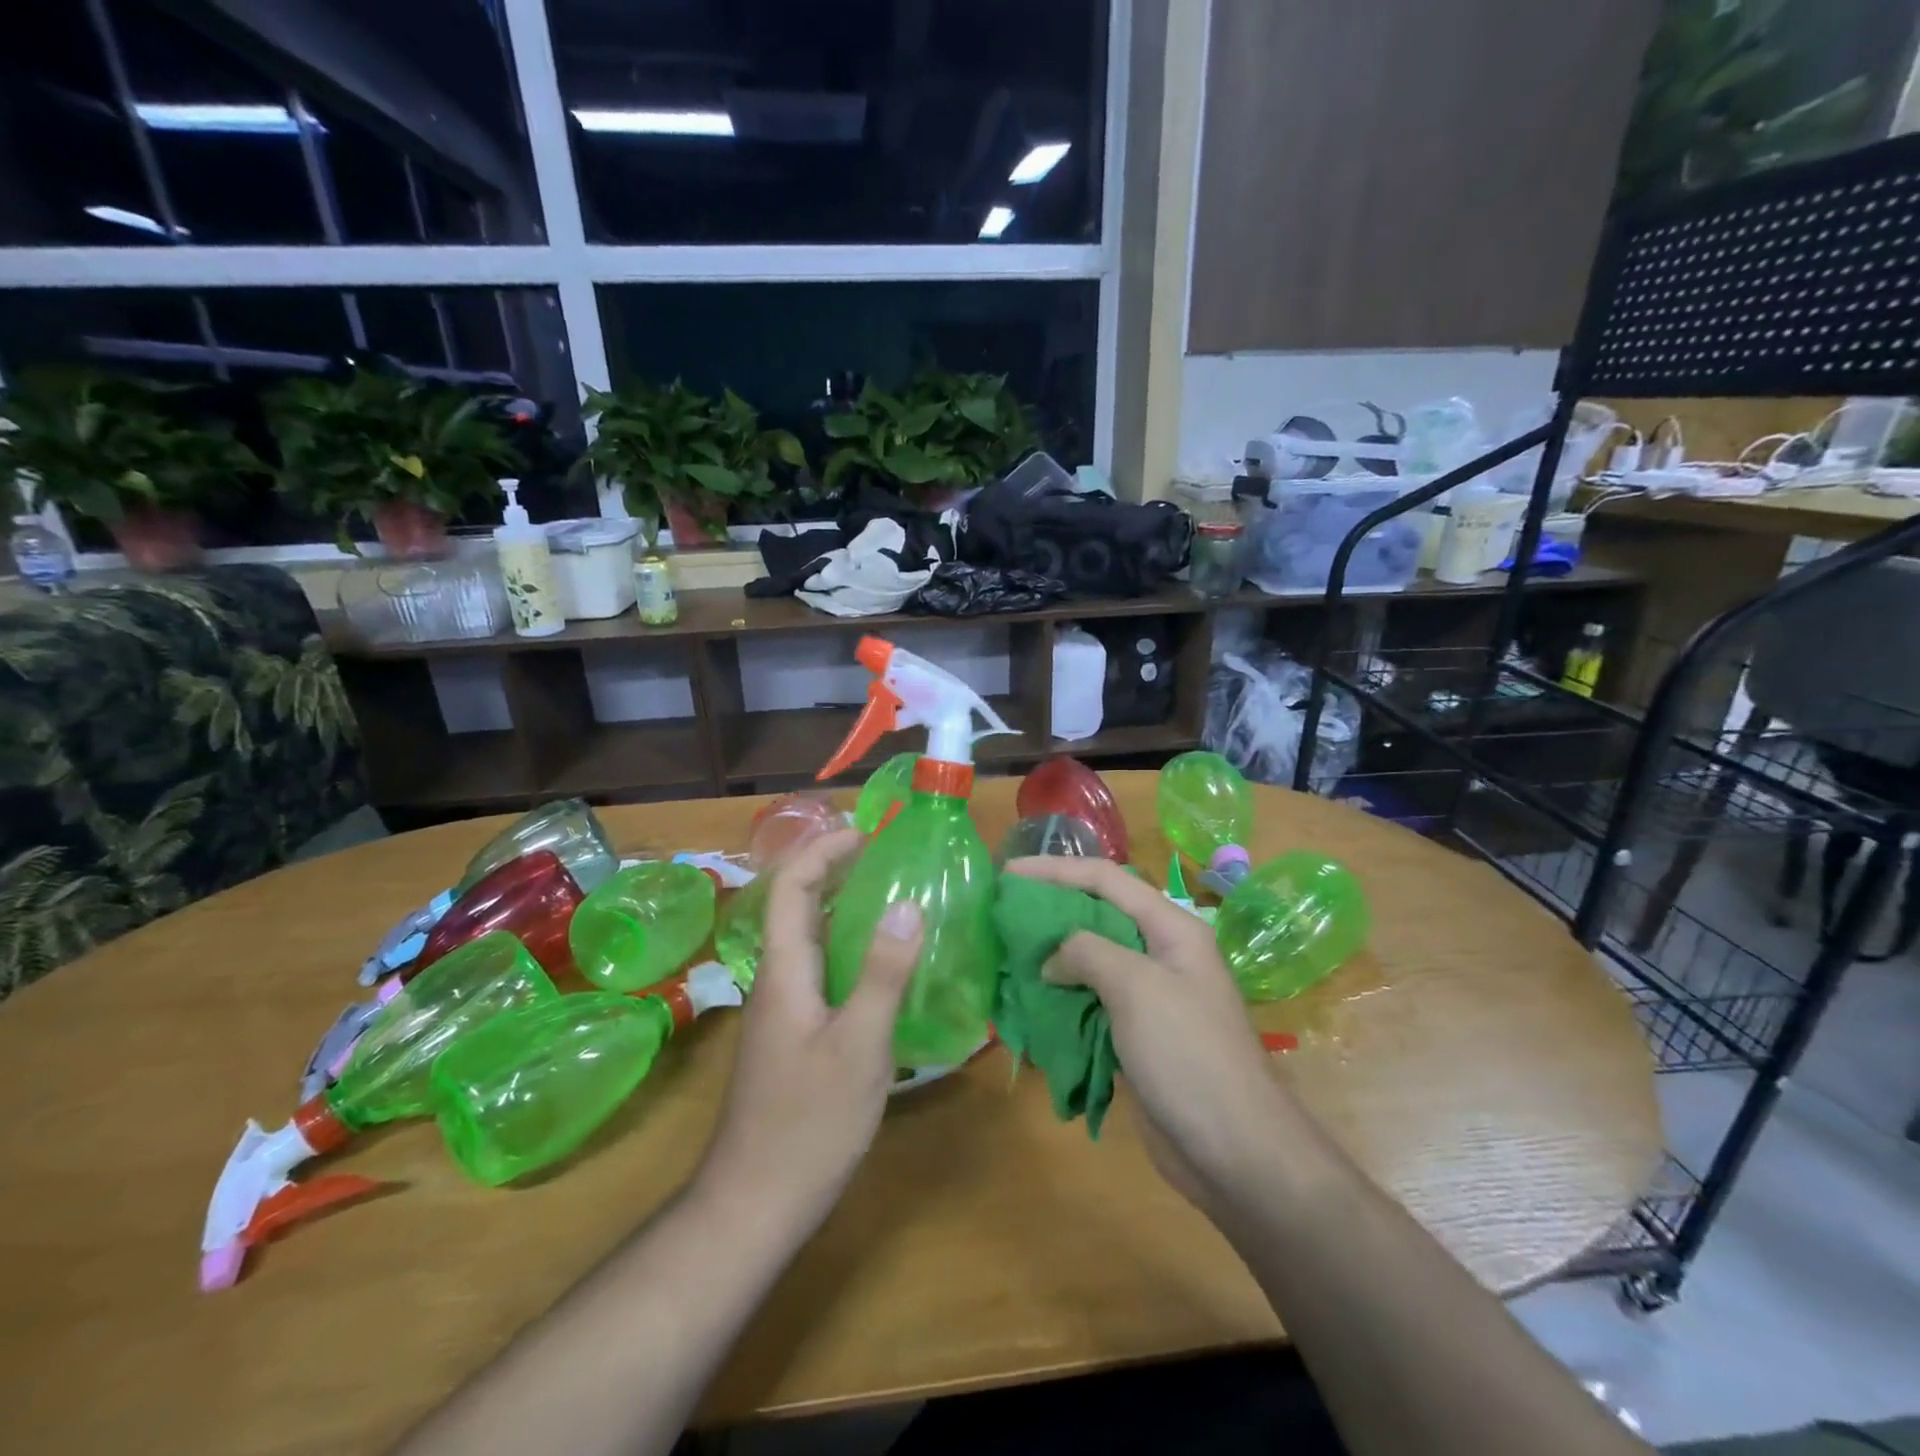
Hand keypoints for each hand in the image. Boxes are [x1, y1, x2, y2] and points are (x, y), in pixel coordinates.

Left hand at [696, 829, 923, 1239]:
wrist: (754, 1204)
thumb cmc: (808, 1123)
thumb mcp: (859, 1046)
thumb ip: (882, 973)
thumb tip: (908, 905)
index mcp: (784, 971)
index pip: (790, 887)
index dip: (822, 851)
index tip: (865, 833)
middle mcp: (776, 980)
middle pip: (797, 907)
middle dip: (836, 872)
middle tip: (889, 858)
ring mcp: (782, 1011)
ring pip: (809, 941)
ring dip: (844, 909)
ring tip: (895, 899)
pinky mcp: (793, 1036)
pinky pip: (820, 972)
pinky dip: (849, 950)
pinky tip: (884, 968)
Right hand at [1005, 856, 1294, 1214]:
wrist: (1235, 1151)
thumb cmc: (1188, 1054)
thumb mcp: (1137, 987)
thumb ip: (1089, 953)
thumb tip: (1052, 959)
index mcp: (1171, 928)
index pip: (1106, 879)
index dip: (1056, 870)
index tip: (1008, 874)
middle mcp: (1160, 953)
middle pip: (1097, 914)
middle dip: (1051, 909)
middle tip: (1004, 912)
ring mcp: (1149, 996)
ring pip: (1091, 959)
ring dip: (1051, 955)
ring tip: (1008, 953)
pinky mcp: (1136, 1034)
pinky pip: (1091, 1001)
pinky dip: (1060, 996)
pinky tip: (1031, 1000)